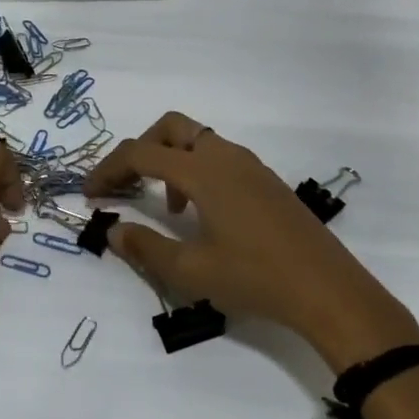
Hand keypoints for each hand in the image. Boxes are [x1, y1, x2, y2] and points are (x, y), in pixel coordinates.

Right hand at [83, 112, 418, 370]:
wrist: (329, 290)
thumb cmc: (255, 278)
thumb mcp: (190, 269)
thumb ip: (145, 246)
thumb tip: (112, 230)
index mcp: (204, 171)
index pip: (141, 153)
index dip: (109, 169)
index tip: (89, 194)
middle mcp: (226, 157)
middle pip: (172, 128)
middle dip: (141, 149)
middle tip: (125, 184)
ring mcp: (251, 167)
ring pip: (198, 142)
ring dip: (170, 162)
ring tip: (165, 209)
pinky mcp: (267, 182)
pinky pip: (220, 159)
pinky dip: (196, 172)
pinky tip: (201, 215)